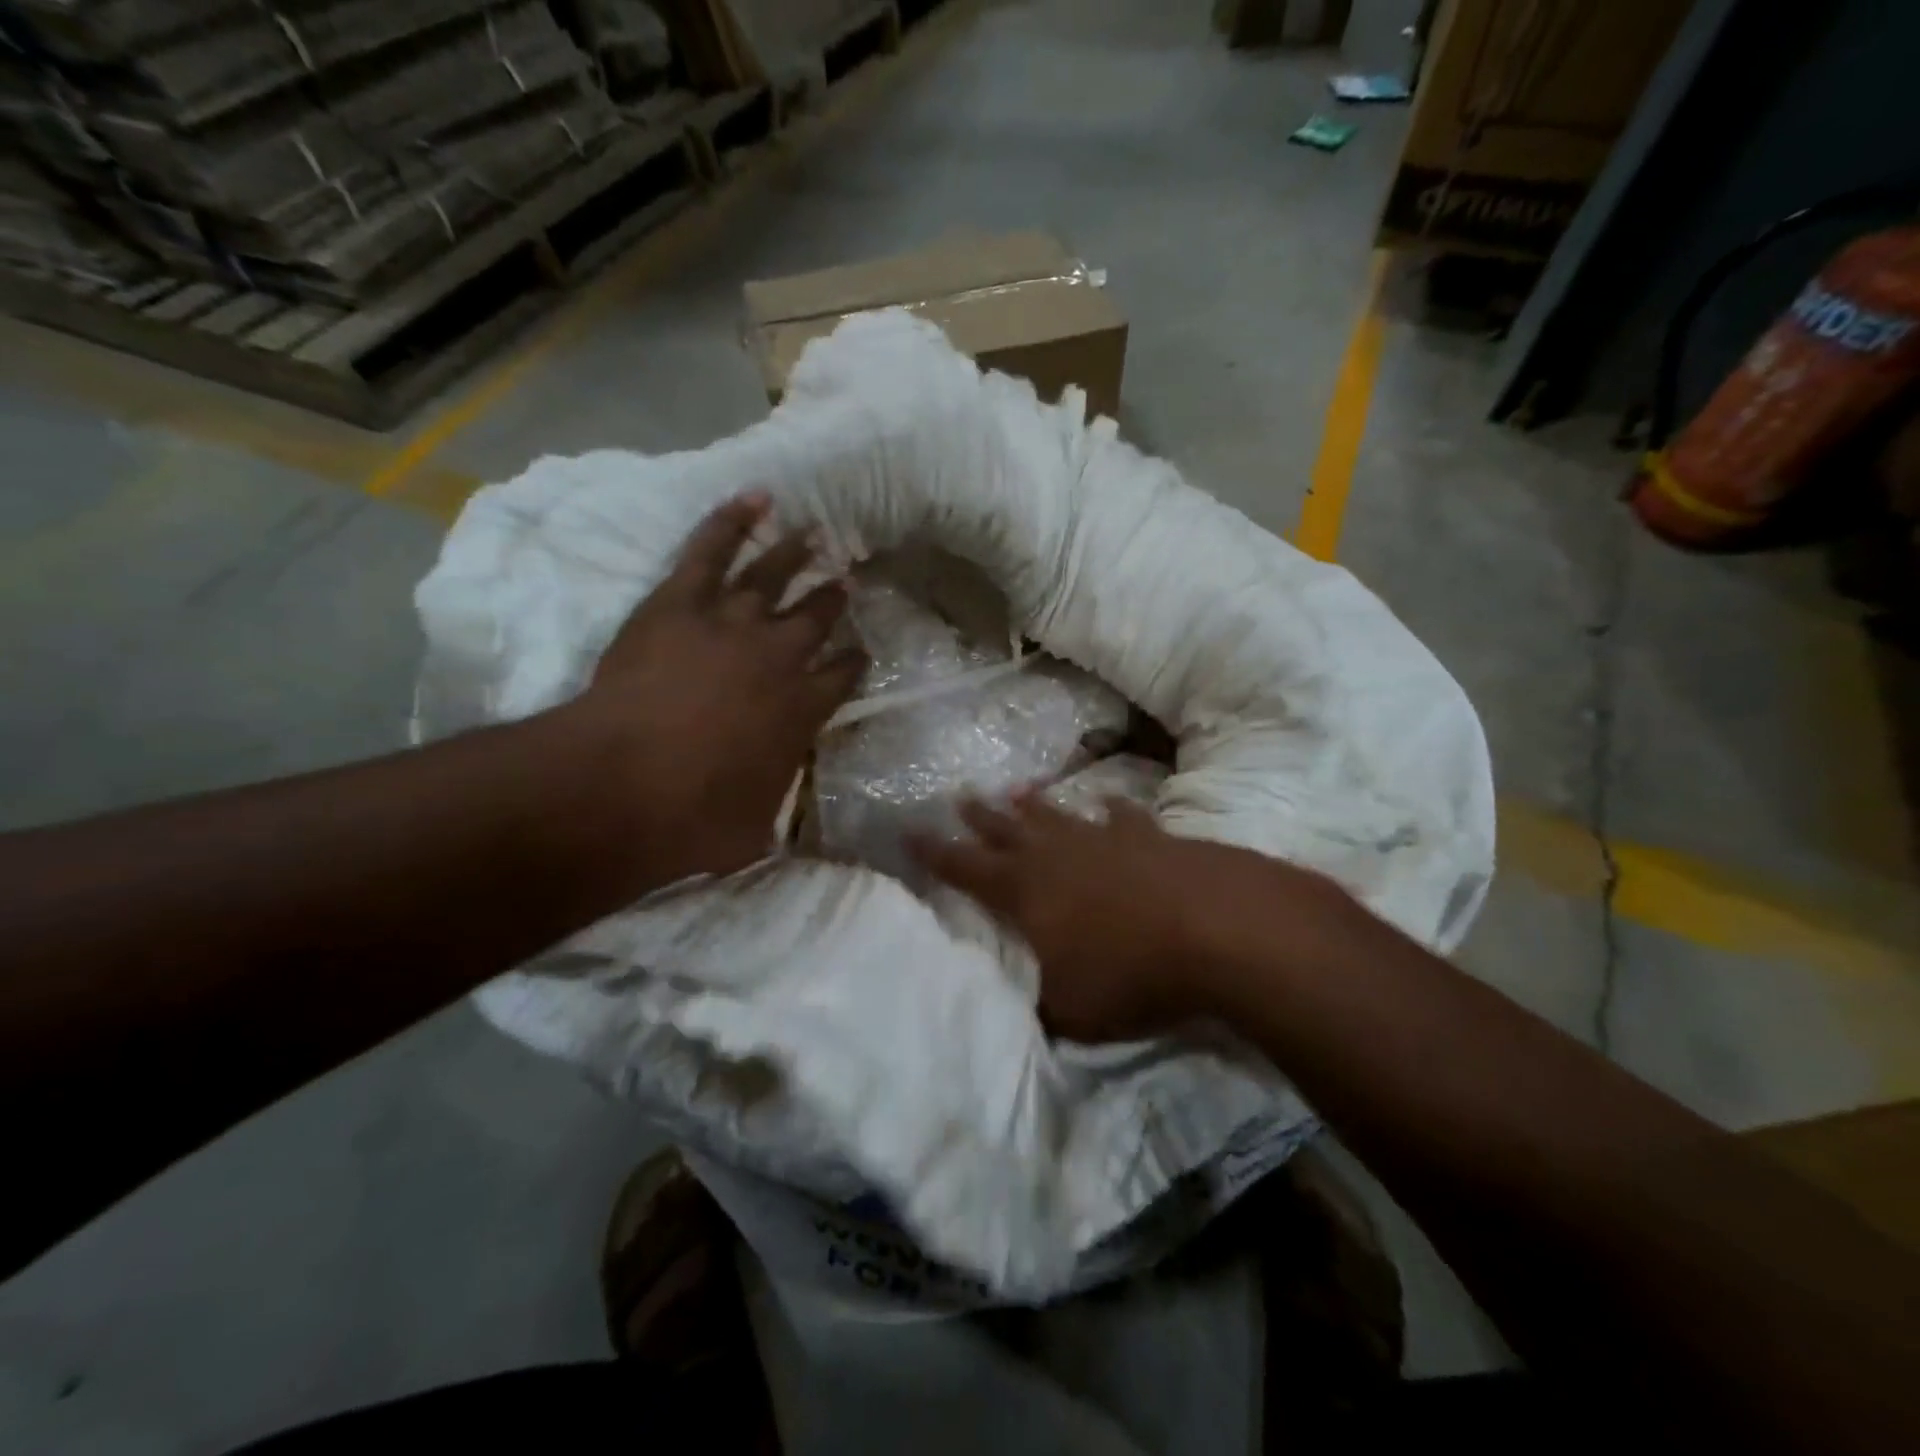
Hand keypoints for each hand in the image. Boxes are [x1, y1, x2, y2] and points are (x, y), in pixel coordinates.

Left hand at [571, 493, 864, 882]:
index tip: (859, 652)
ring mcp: (734, 622)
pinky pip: (711, 548)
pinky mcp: (682, 601)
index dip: (855, 662)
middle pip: (818, 618)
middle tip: (845, 582)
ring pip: (775, 575)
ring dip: (798, 552)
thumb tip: (785, 834)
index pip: (844, 675)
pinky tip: (755, 497)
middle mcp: (781, 657)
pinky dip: (732, 519)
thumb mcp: (754, 832)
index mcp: (804, 709)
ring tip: (817, 533)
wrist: (625, 782)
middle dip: (834, 600)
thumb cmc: (695, 816)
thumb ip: (775, 818)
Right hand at [911, 792, 1353, 1041]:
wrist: (1216, 930)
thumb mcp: (1070, 1012)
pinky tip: (1106, 803)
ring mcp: (1103, 839)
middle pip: (1006, 829)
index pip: (964, 868)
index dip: (933, 853)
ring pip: (1056, 814)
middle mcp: (1055, 855)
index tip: (910, 832)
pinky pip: (1121, 816)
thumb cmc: (1130, 975)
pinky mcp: (1148, 836)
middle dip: (979, 817)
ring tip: (1015, 789)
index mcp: (1024, 892)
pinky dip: (1110, 810)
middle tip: (959, 797)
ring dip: (1034, 804)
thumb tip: (1019, 1009)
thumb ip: (1037, 1007)